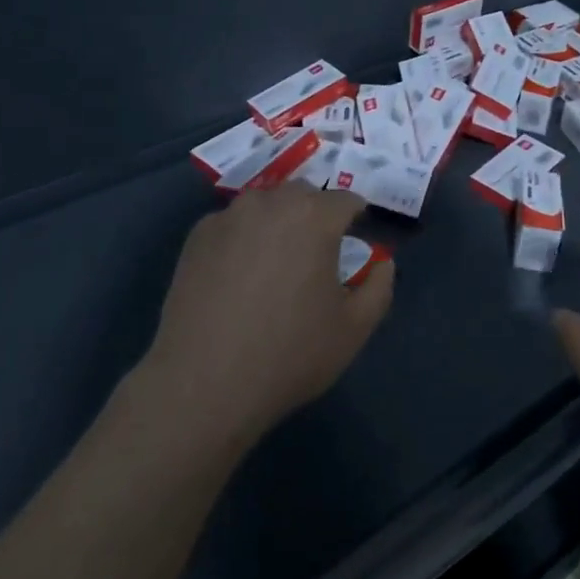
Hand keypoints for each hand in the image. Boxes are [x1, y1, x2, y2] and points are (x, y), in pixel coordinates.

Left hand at [136, 181, 393, 455]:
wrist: (203, 383)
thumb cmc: (289, 354)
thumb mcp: (353, 329)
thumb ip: (379, 286)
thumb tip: (382, 263)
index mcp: (314, 216)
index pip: (346, 201)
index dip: (355, 220)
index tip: (355, 243)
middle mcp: (271, 203)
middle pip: (303, 195)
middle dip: (315, 215)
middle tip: (316, 255)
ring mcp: (229, 216)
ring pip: (265, 205)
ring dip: (278, 221)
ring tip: (275, 263)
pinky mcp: (197, 236)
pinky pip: (233, 224)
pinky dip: (243, 238)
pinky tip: (238, 276)